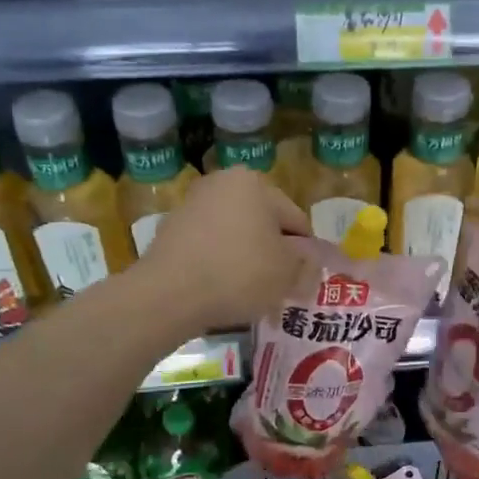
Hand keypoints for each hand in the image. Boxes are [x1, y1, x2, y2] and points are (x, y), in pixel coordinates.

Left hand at [138, 167, 310, 332]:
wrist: (168, 294)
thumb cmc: (238, 273)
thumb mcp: (287, 272)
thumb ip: (306, 263)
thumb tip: (309, 261)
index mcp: (254, 183)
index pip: (296, 219)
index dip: (306, 253)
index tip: (305, 280)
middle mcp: (222, 184)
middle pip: (264, 224)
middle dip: (274, 255)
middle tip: (280, 288)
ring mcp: (193, 206)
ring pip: (236, 236)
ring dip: (248, 260)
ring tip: (252, 295)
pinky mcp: (171, 231)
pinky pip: (210, 248)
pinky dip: (221, 265)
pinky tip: (223, 291)